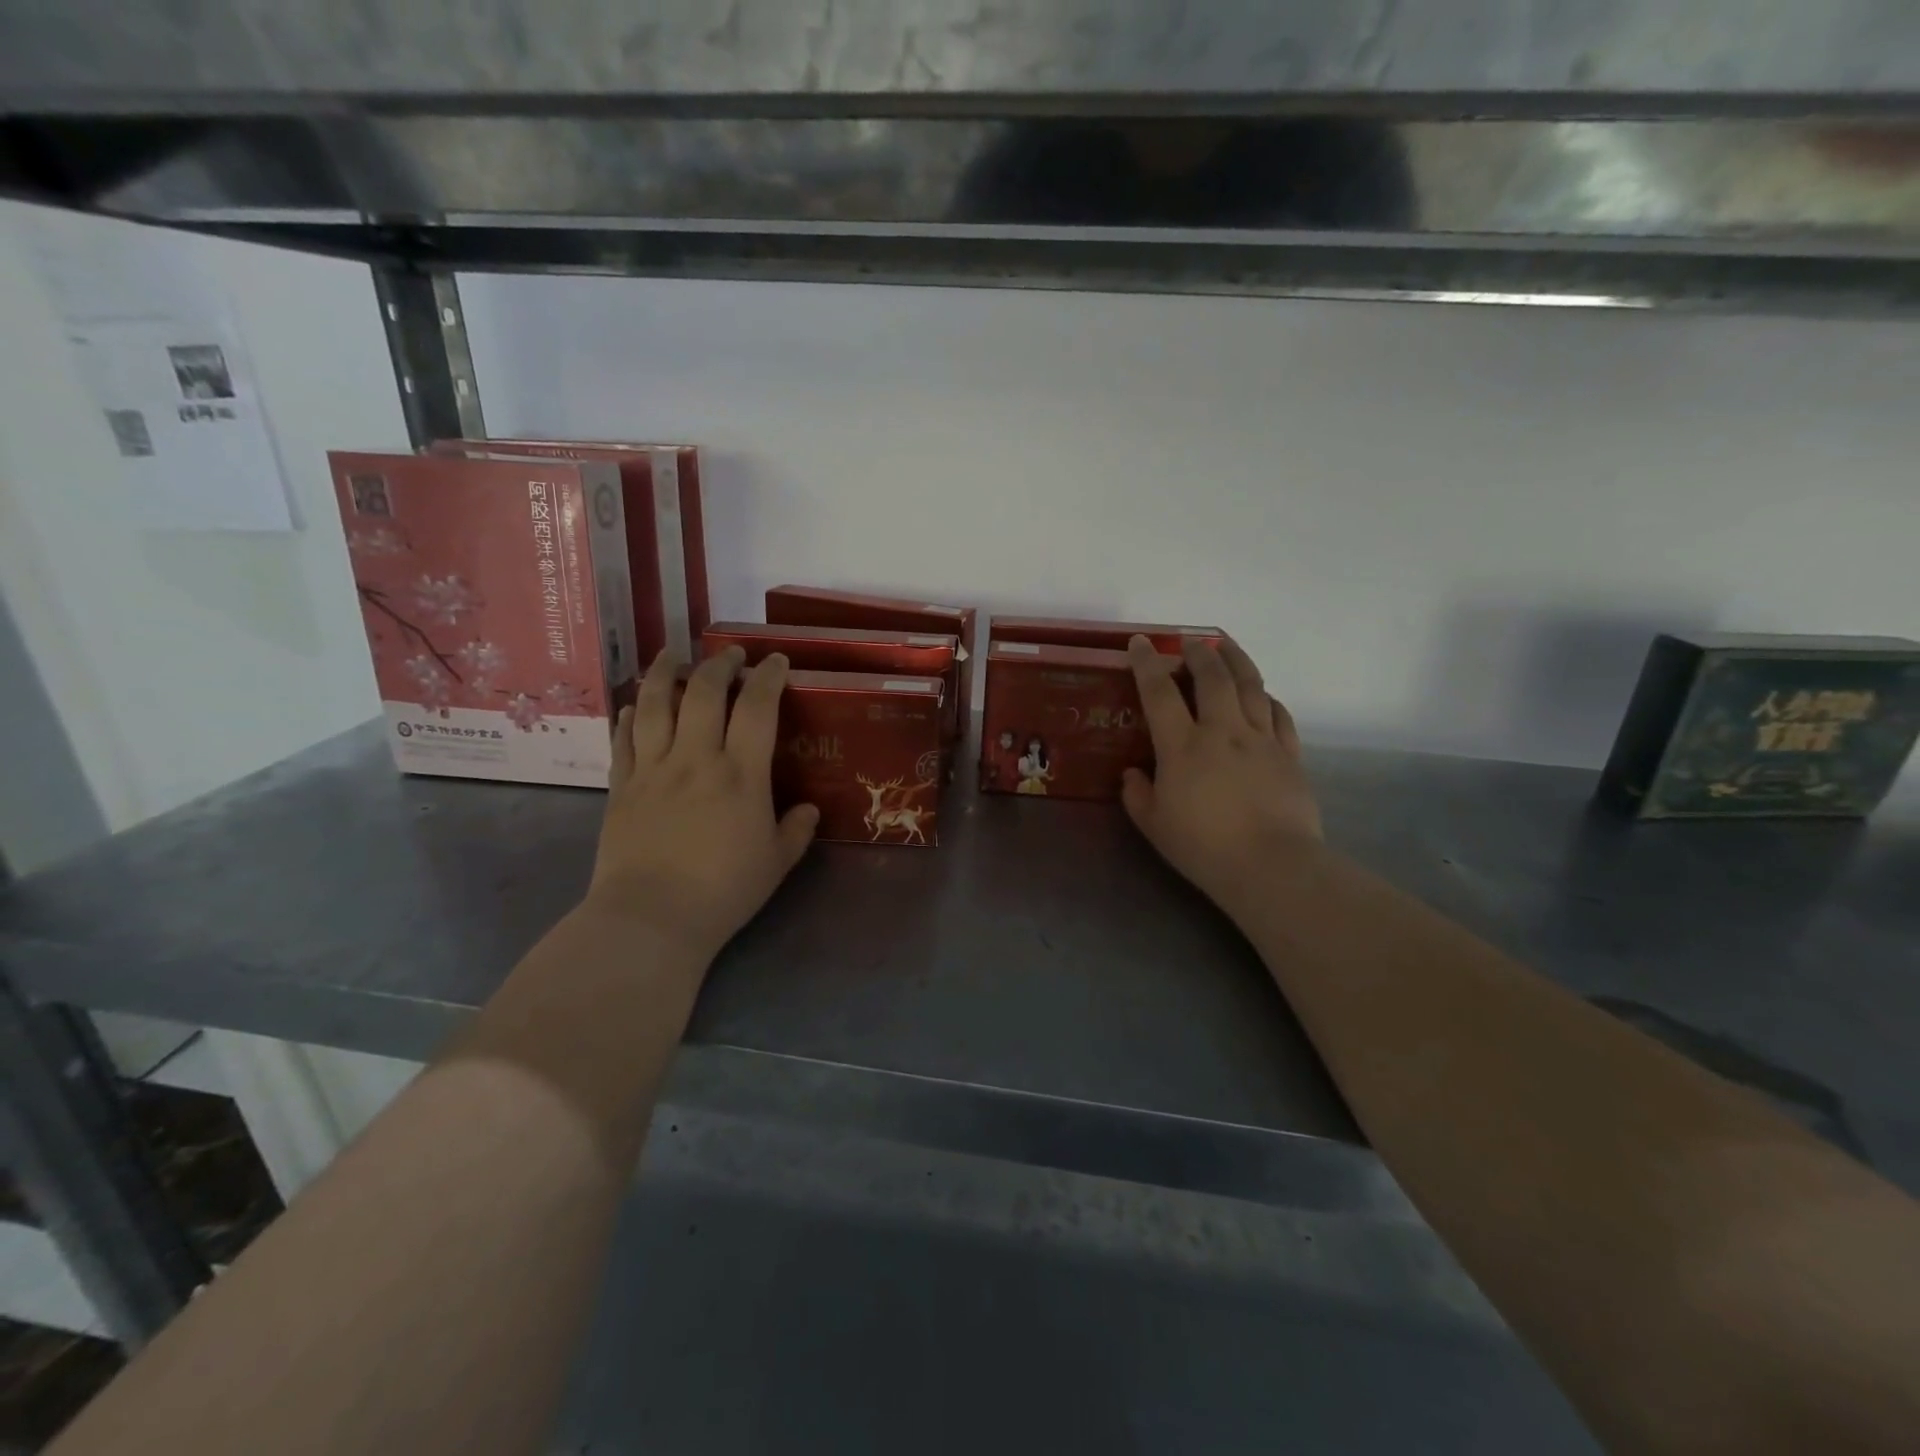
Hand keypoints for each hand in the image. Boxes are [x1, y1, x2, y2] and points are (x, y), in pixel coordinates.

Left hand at [586, 646, 818, 959]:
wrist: (651, 918)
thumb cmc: (723, 891)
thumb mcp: (775, 863)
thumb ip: (795, 831)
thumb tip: (807, 809)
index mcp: (740, 774)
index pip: (757, 708)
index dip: (768, 678)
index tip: (775, 662)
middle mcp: (695, 759)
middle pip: (703, 692)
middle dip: (719, 664)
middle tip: (730, 655)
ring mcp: (652, 770)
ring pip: (655, 705)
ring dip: (664, 673)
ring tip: (672, 656)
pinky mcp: (621, 787)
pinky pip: (623, 739)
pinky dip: (629, 715)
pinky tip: (633, 705)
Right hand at [1123, 636, 1322, 915]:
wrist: (1271, 866)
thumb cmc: (1204, 847)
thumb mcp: (1154, 825)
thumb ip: (1137, 794)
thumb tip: (1132, 773)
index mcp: (1183, 746)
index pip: (1160, 693)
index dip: (1147, 663)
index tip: (1140, 642)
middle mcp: (1222, 731)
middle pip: (1213, 677)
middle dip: (1199, 653)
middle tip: (1190, 642)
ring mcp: (1260, 740)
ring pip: (1251, 686)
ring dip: (1237, 660)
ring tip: (1227, 647)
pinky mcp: (1289, 754)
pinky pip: (1279, 715)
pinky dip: (1267, 698)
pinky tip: (1263, 695)